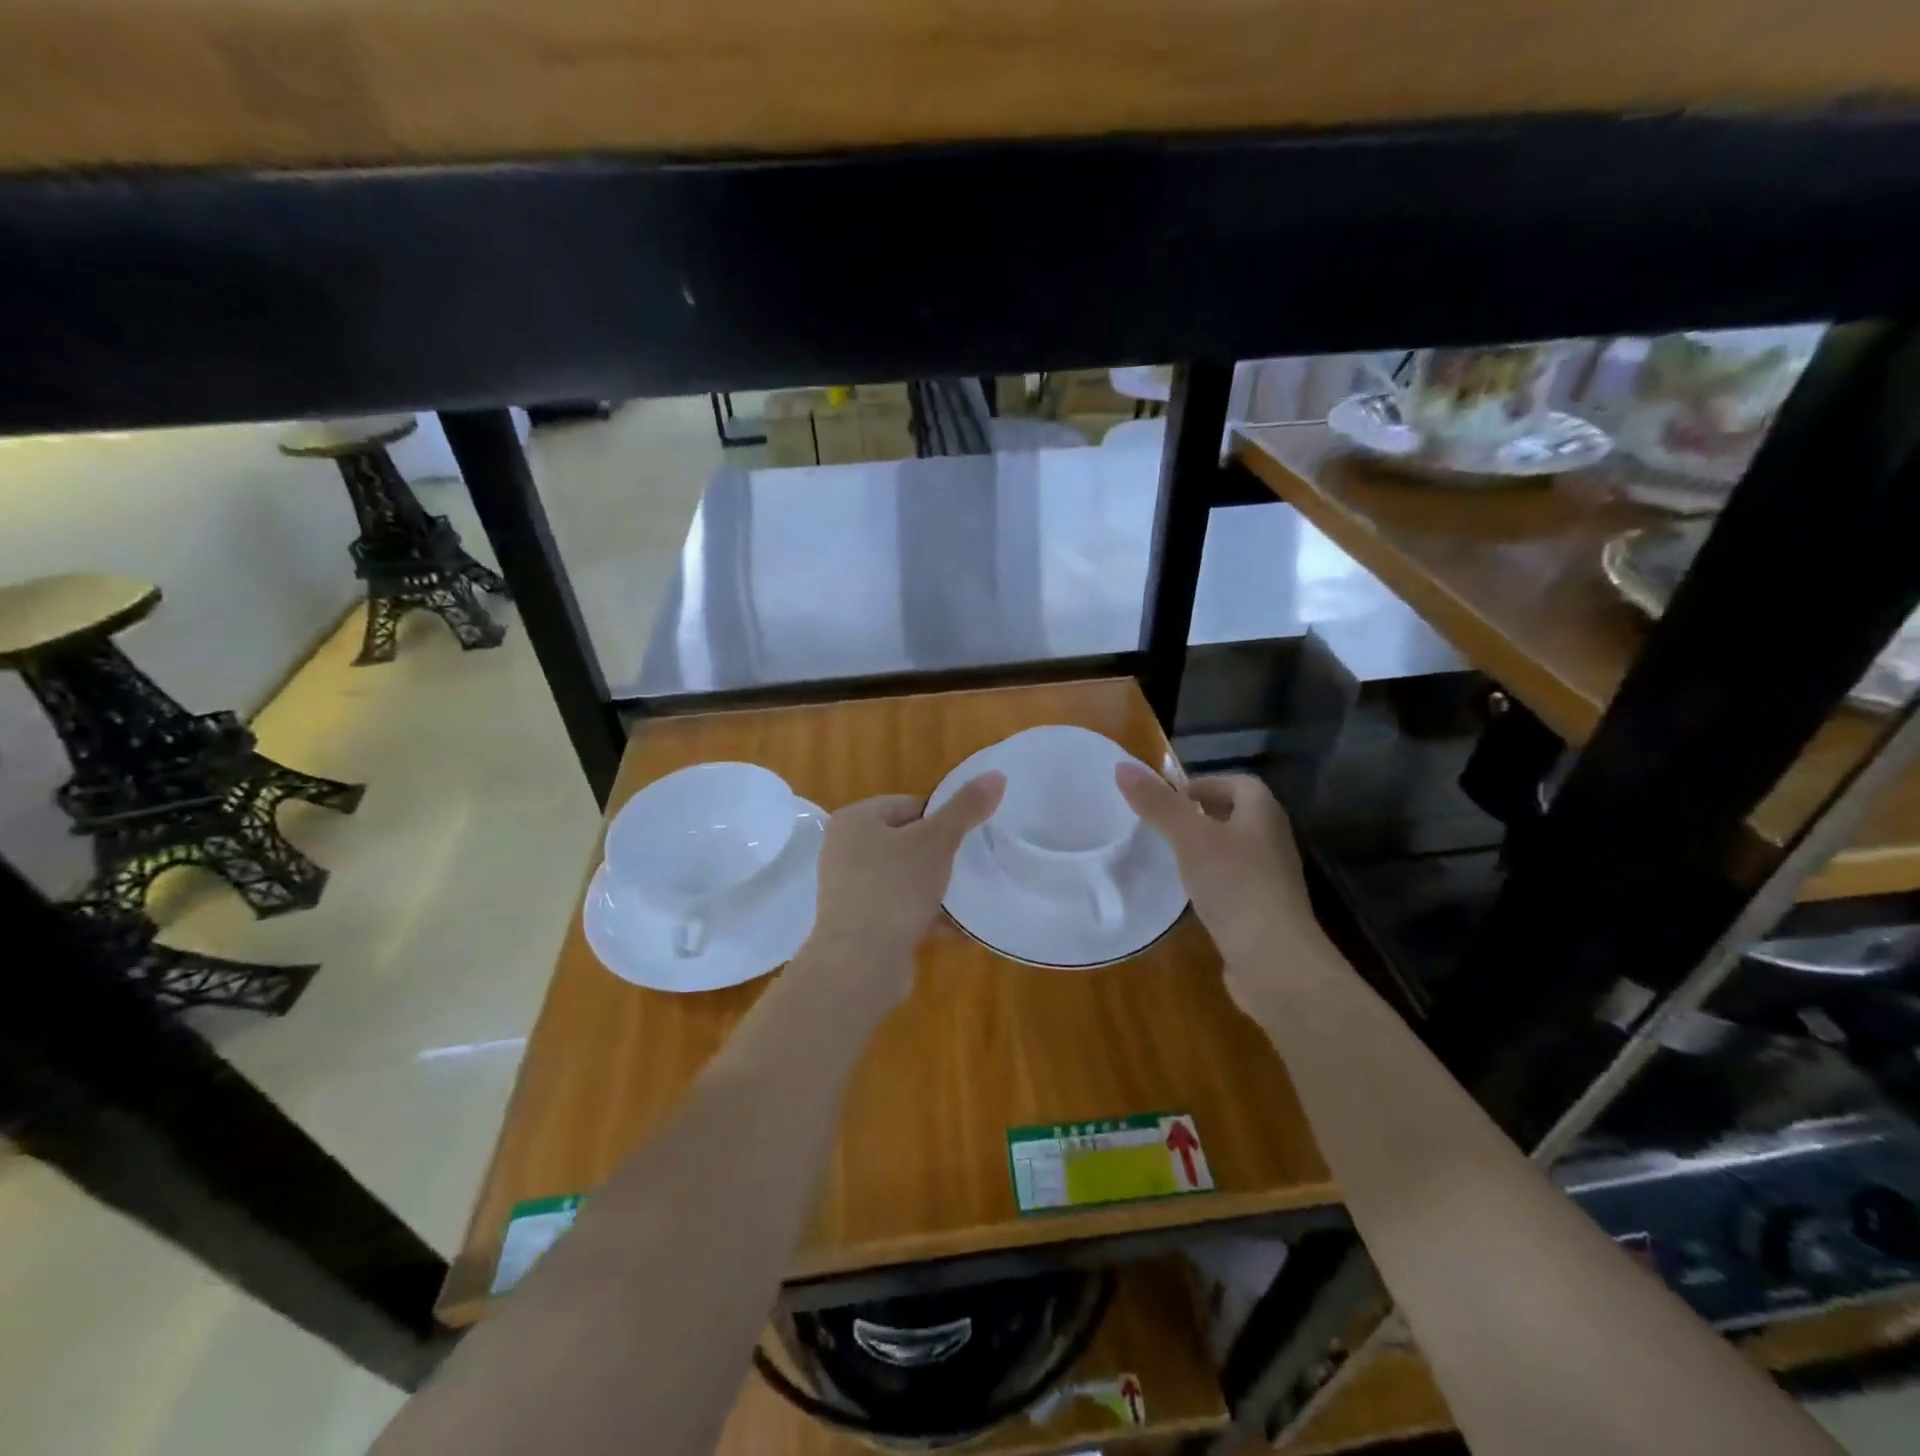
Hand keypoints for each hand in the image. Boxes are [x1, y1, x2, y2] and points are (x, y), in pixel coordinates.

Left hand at [803, 773, 1006, 1003]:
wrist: (860, 962)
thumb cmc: (895, 887)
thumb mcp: (937, 841)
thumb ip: (966, 808)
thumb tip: (996, 774)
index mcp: (855, 820)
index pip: (908, 804)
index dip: (942, 817)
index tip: (969, 837)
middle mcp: (844, 850)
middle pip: (906, 842)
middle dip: (940, 855)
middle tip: (971, 865)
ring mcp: (849, 890)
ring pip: (904, 879)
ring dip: (935, 888)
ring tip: (969, 895)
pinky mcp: (859, 926)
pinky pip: (900, 912)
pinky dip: (926, 916)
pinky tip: (959, 928)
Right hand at [1115, 764, 1320, 1001]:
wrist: (1274, 961)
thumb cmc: (1235, 885)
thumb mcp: (1189, 838)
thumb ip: (1157, 804)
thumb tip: (1122, 766)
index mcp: (1264, 814)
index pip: (1238, 783)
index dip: (1204, 785)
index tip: (1169, 801)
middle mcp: (1273, 840)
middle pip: (1236, 815)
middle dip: (1201, 816)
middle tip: (1164, 827)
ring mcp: (1272, 879)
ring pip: (1234, 851)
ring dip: (1205, 850)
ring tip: (1170, 859)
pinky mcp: (1264, 912)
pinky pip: (1234, 884)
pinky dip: (1212, 883)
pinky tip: (1189, 896)